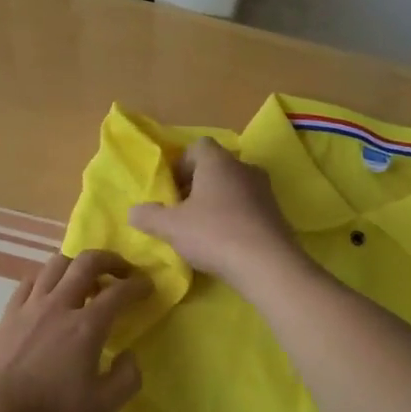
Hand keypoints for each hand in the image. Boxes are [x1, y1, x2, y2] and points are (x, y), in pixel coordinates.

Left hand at [0, 250, 149, 411]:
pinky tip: (50, 292)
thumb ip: (126, 379)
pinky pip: (31, 281)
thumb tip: (130, 356)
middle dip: (110, 259)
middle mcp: (60, 305)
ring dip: (77, 264)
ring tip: (86, 279)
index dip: (138, 285)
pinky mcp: (9, 314)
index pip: (119, 292)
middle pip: (86, 262)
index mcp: (86, 326)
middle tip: (122, 270)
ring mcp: (31, 306)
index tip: (148, 286)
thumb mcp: (102, 409)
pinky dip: (47, 278)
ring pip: (56, 264)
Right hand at [128, 138, 305, 291]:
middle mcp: (244, 168)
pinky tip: (224, 243)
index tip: (171, 190)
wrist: (268, 265)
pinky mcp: (276, 214)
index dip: (181, 164)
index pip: (198, 146)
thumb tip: (134, 211)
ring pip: (233, 188)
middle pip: (215, 167)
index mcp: (218, 161)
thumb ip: (148, 216)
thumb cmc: (214, 234)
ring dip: (216, 203)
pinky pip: (248, 207)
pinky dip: (234, 218)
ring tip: (201, 230)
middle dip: (196, 185)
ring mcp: (264, 190)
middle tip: (181, 211)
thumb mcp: (171, 227)